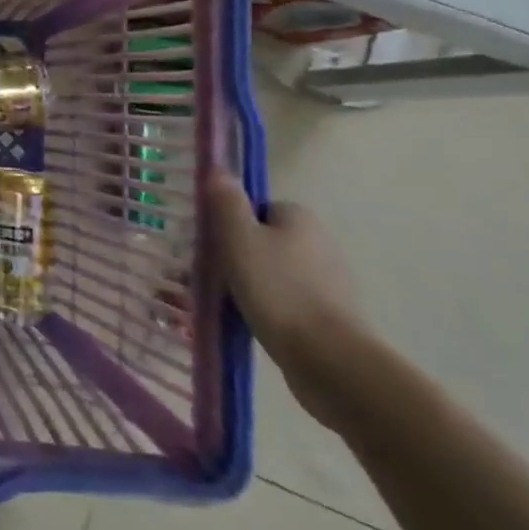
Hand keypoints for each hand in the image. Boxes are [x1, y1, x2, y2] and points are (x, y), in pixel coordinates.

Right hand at [207, 174, 368, 428]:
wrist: (329, 359)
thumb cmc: (277, 289)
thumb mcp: (238, 237)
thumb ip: (225, 201)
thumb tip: (218, 169)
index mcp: (299, 217)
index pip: (253, 210)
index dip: (225, 225)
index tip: (206, 247)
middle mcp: (318, 243)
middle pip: (259, 241)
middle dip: (229, 258)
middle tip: (200, 278)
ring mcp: (327, 282)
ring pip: (268, 274)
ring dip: (241, 286)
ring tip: (212, 305)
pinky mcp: (328, 316)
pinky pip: (282, 303)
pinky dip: (260, 309)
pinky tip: (241, 323)